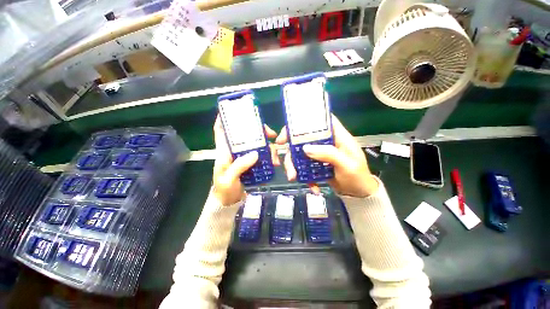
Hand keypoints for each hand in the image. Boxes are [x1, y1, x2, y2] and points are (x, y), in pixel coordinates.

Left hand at [212, 117, 279, 204]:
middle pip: (245, 135)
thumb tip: (255, 153)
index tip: (232, 111)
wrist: (230, 203)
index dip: (224, 120)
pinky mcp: (252, 163)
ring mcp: (244, 157)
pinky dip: (269, 156)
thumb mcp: (228, 179)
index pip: (221, 132)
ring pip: (257, 145)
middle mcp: (235, 152)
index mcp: (224, 152)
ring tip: (275, 157)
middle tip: (271, 134)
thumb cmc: (224, 190)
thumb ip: (239, 166)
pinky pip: (262, 155)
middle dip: (258, 132)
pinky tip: (275, 162)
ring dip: (268, 147)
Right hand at [276, 115, 377, 197]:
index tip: (287, 132)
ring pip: (301, 154)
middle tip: (285, 161)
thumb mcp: (347, 165)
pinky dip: (304, 176)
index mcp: (337, 136)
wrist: (359, 194)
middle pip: (304, 138)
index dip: (303, 121)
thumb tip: (305, 148)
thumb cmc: (358, 177)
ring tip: (293, 177)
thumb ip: (328, 154)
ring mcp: (320, 154)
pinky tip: (312, 186)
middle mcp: (326, 142)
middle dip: (292, 150)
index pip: (320, 121)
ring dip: (294, 166)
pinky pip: (305, 167)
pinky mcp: (316, 164)